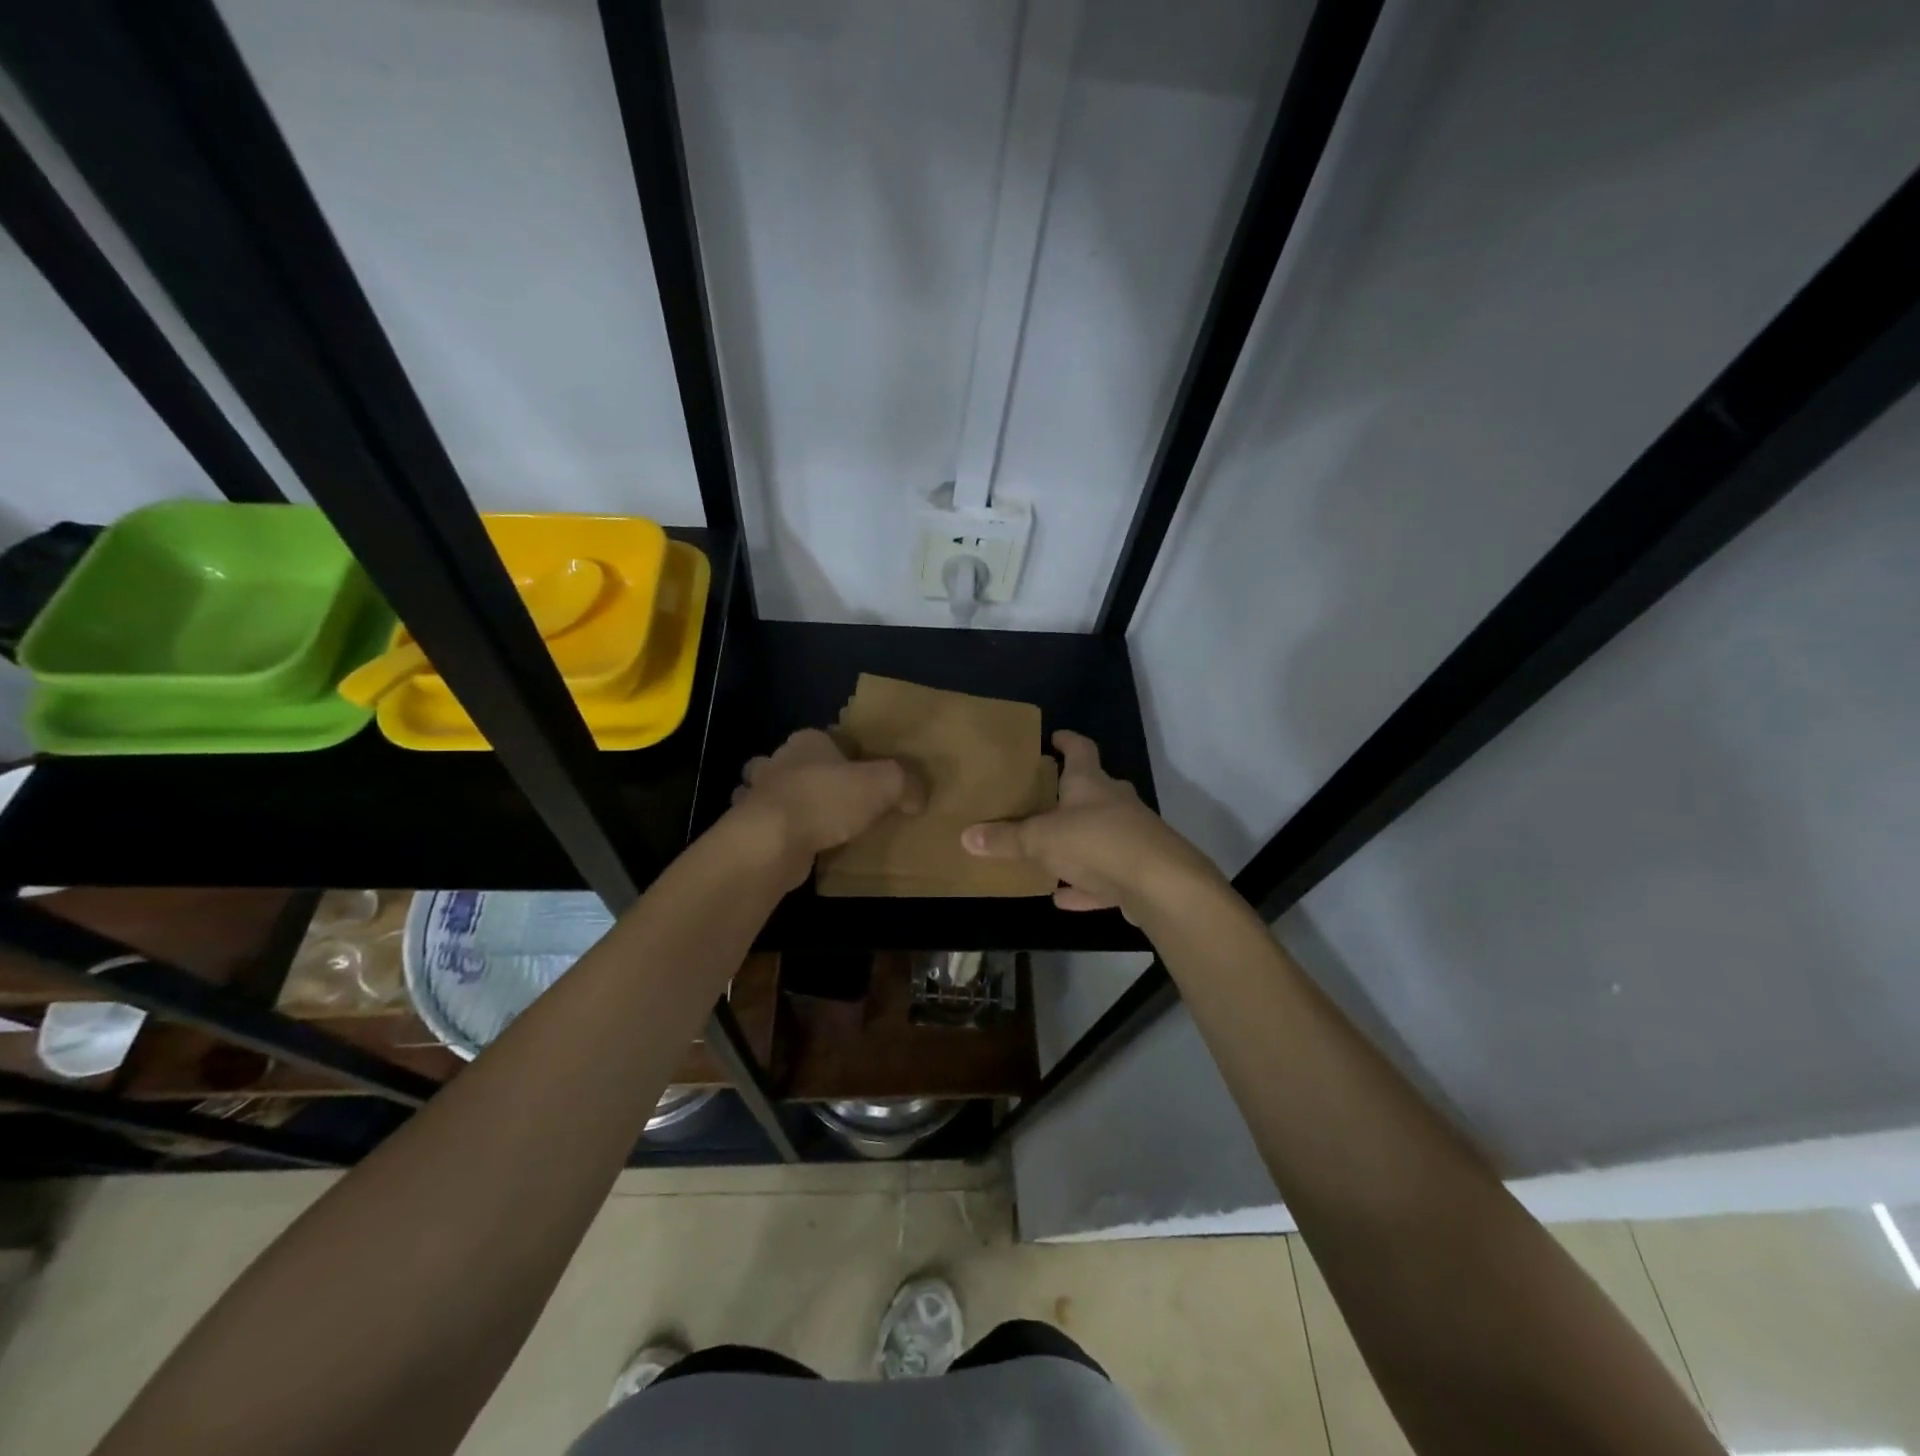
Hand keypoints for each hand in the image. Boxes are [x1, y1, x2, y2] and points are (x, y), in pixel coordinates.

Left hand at [728, 728, 923, 885]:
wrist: (772, 841)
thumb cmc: (826, 800)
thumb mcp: (882, 784)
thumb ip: (905, 784)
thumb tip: (918, 797)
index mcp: (807, 741)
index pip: (828, 739)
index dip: (845, 754)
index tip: (861, 774)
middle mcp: (778, 762)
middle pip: (797, 764)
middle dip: (811, 777)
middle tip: (839, 800)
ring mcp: (757, 795)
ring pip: (775, 794)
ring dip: (789, 804)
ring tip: (815, 824)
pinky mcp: (749, 828)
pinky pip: (769, 826)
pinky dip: (779, 833)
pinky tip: (796, 846)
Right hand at [960, 730, 1220, 918]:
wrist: (1161, 885)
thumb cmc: (1097, 843)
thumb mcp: (1041, 840)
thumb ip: (1005, 839)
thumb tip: (965, 835)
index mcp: (1091, 783)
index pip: (1080, 749)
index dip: (1067, 741)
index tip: (1054, 737)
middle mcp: (1115, 803)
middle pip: (1093, 790)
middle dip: (1070, 793)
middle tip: (1044, 797)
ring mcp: (1132, 837)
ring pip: (1100, 834)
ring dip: (1077, 842)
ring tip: (1049, 850)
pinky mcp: (1140, 872)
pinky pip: (1106, 876)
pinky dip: (1086, 885)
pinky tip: (1064, 898)